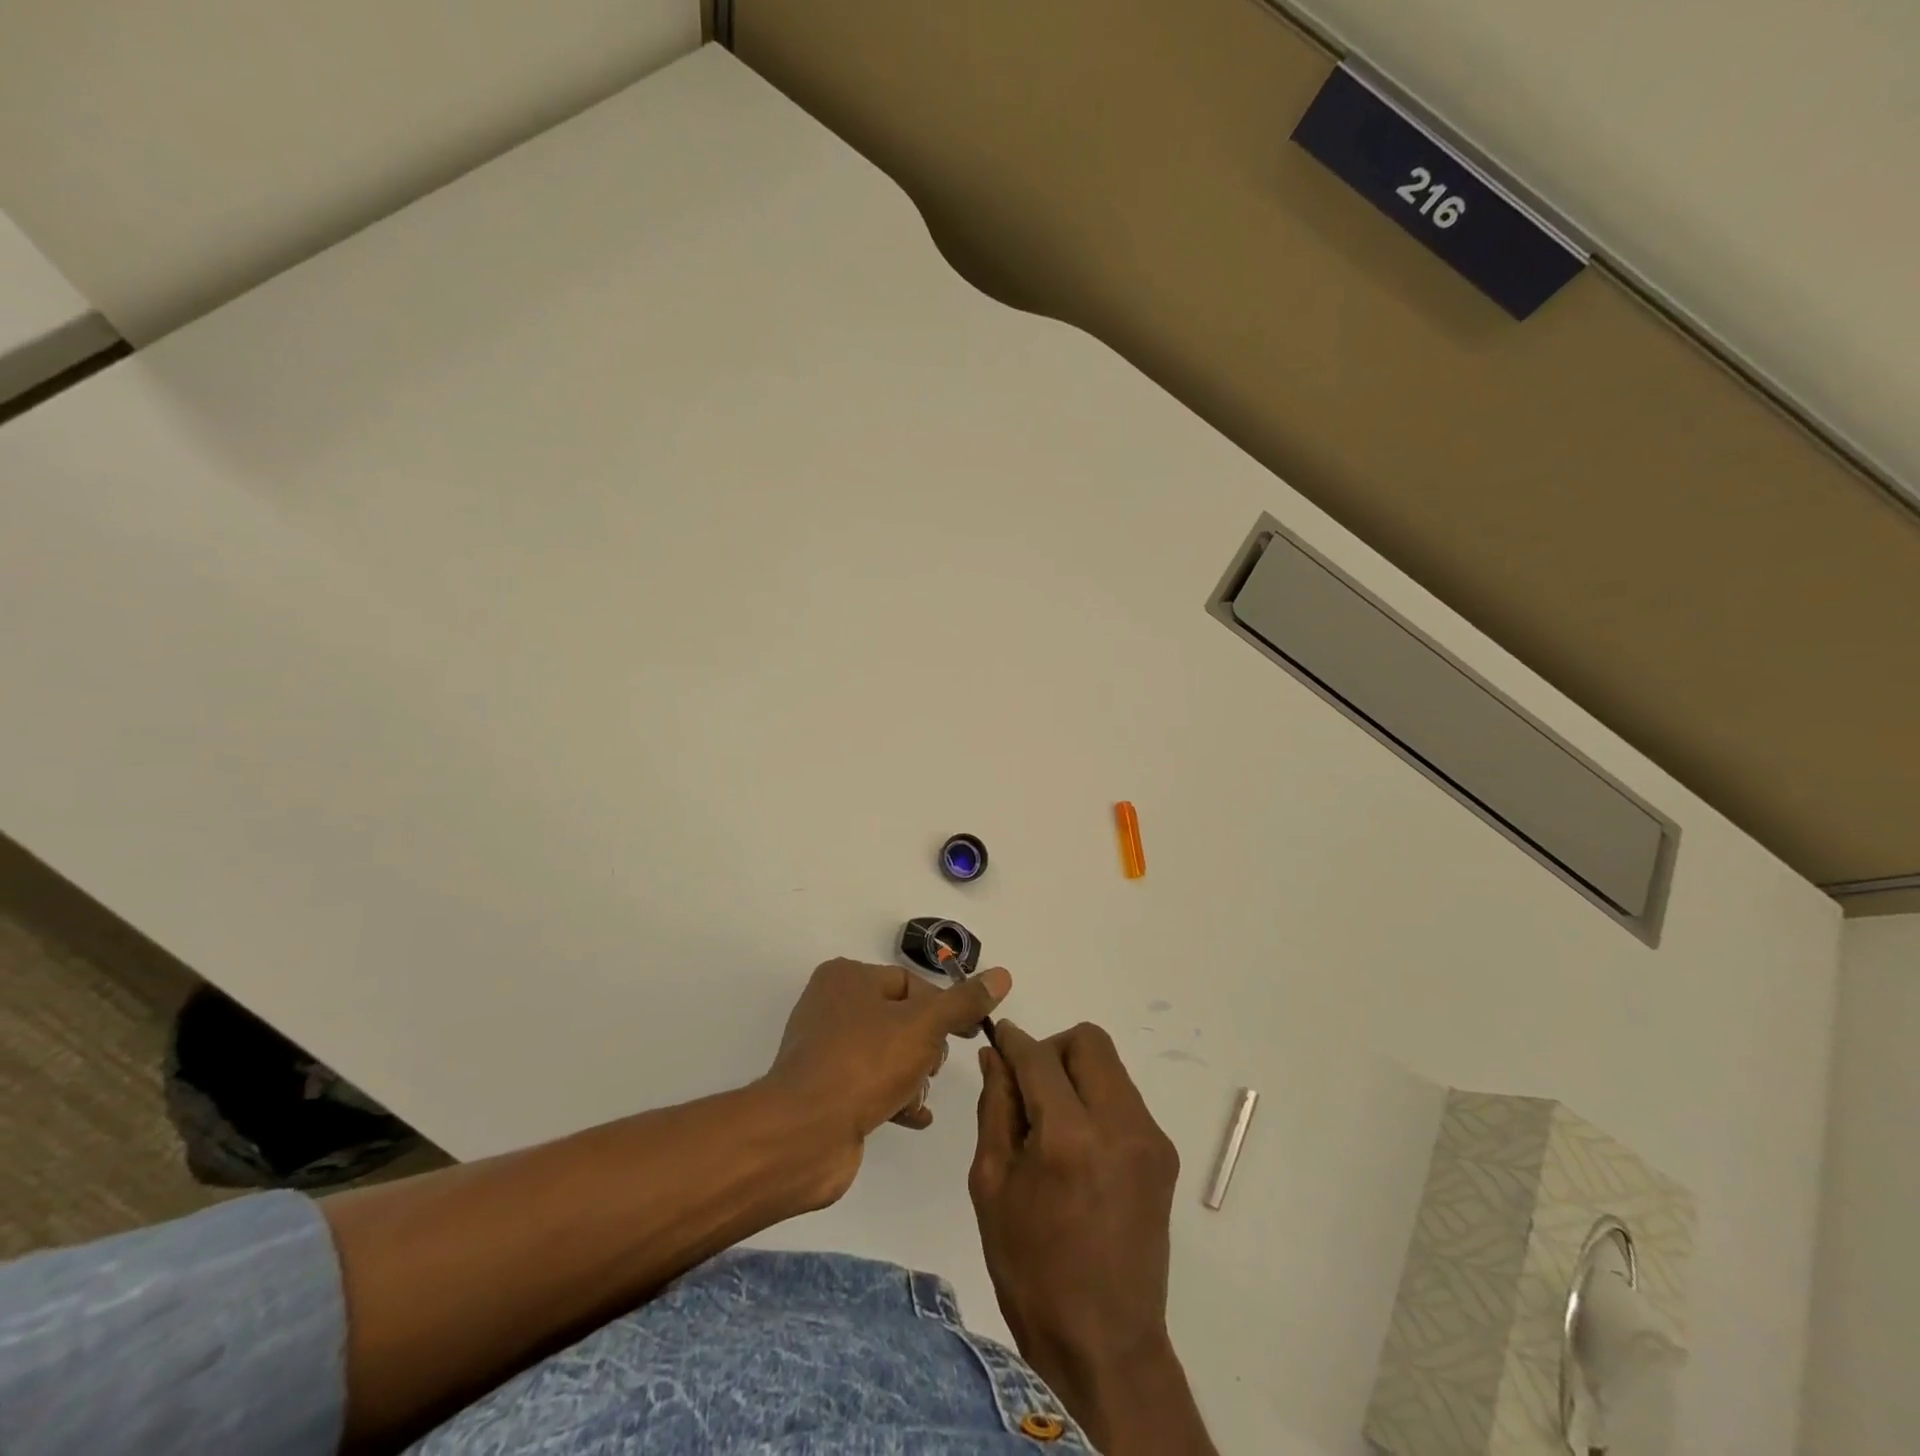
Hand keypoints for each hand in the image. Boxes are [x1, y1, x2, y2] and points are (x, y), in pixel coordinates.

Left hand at [763, 958, 1010, 1202]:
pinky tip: (916, 1116)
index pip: (910, 982)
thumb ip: (964, 1002)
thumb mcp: (925, 1025)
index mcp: (848, 977)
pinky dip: (895, 1097)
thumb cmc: (866, 1063)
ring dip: (913, 1074)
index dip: (944, 1007)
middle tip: (934, 1067)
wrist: (805, 1133)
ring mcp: (825, 1049)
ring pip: (887, 1053)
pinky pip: (869, 1084)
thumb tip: (1001, 975)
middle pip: (900, 1017)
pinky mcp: (823, 1089)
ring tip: (921, 1096)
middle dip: (926, 1045)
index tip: (969, 1034)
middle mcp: (831, 1005)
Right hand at [970, 1022, 1216, 1454]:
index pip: (1040, 1056)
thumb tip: (996, 1056)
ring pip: (1110, 1067)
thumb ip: (995, 1107)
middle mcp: (1119, 1125)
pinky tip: (1079, 1145)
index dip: (1015, 1041)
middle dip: (1053, 1050)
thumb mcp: (992, 1184)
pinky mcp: (1164, 1154)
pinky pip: (1124, 1098)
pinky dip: (1096, 1100)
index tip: (1000, 1039)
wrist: (1104, 1343)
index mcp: (1068, 1137)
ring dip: (1076, 1074)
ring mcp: (1150, 1138)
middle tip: (1029, 1086)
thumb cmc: (1031, 1269)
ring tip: (1052, 1121)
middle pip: (1088, 1042)